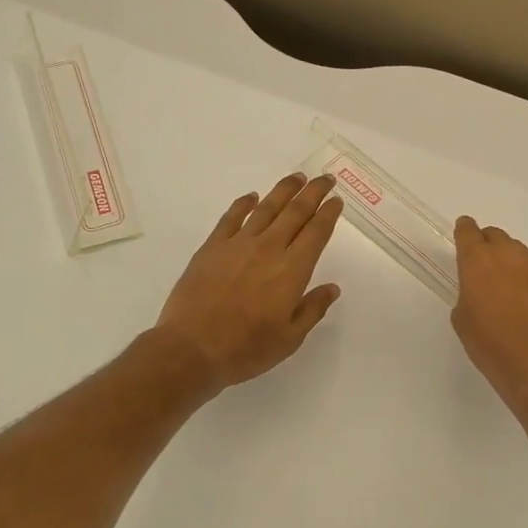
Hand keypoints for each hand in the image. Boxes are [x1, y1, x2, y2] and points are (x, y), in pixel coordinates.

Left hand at [153, 174, 344, 395]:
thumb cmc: (246, 349)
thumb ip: (312, 309)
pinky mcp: (212, 247)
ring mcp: (238, 245)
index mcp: (292, 270)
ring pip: (266, 208)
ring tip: (297, 178)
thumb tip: (332, 288)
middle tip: (325, 179)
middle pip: (296, 212)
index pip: (316, 233)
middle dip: (313, 192)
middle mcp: (268, 249)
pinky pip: (231, 217)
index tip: (336, 201)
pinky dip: (244, 204)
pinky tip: (251, 197)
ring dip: (284, 190)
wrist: (191, 349)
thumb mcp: (290, 339)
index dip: (328, 214)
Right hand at [451, 217, 527, 417]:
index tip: (465, 234)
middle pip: (497, 237)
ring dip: (516, 267)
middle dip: (490, 249)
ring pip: (523, 255)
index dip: (465, 231)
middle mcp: (510, 254)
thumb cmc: (492, 347)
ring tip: (518, 297)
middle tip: (489, 273)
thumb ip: (468, 291)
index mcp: (478, 261)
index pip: (468, 231)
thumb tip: (480, 288)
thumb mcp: (463, 319)